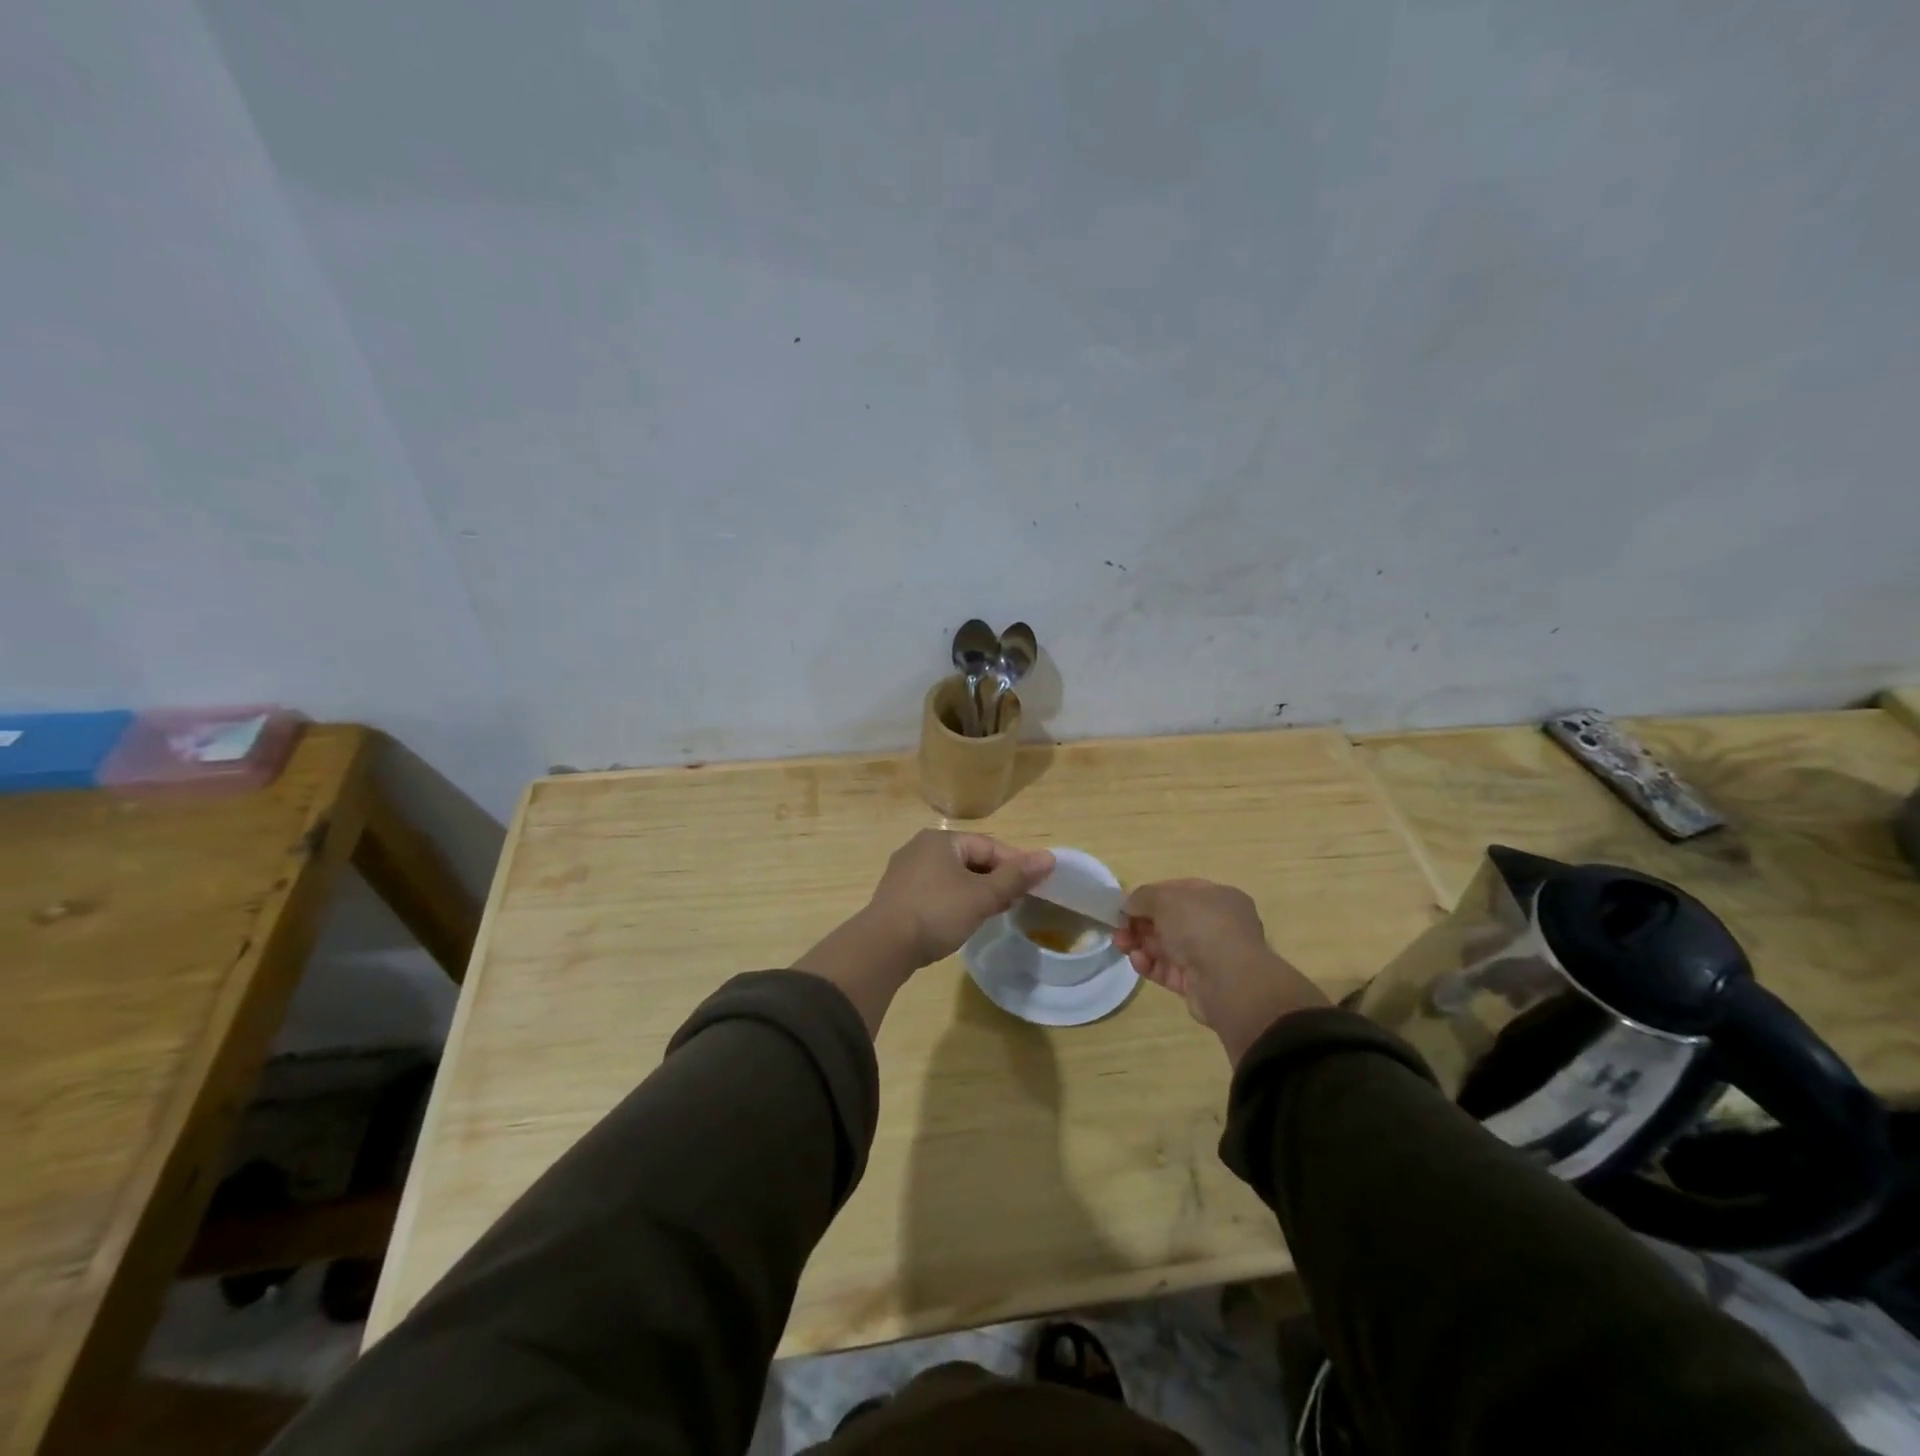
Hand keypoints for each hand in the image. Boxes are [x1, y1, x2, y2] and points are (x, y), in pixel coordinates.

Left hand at [866, 830, 1054, 968]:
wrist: (882, 946)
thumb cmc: (936, 913)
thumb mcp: (981, 896)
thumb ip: (1015, 877)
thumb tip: (1049, 858)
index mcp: (940, 839)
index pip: (989, 845)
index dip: (1015, 864)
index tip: (1035, 886)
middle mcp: (920, 847)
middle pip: (970, 859)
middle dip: (996, 879)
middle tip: (1017, 901)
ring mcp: (905, 872)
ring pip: (952, 876)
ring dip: (976, 891)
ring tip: (995, 912)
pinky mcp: (897, 895)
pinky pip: (935, 891)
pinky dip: (954, 901)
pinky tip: (962, 919)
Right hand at [1114, 879, 1328, 1065]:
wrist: (1229, 983)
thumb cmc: (1201, 927)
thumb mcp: (1165, 899)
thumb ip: (1142, 897)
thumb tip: (1128, 905)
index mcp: (1218, 898)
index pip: (1178, 891)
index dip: (1150, 896)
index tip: (1127, 904)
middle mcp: (1217, 925)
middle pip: (1169, 920)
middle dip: (1140, 923)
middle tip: (1119, 929)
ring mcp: (1208, 956)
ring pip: (1166, 946)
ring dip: (1140, 943)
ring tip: (1121, 945)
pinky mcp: (1197, 983)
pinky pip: (1168, 970)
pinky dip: (1150, 964)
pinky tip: (1138, 961)